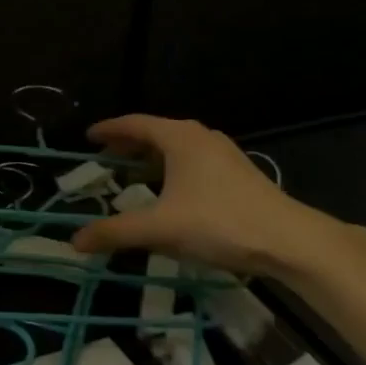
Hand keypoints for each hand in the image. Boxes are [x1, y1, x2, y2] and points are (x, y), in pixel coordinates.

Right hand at [69, 115, 346, 278]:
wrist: (290, 240)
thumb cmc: (219, 223)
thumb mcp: (161, 228)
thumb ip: (116, 232)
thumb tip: (75, 241)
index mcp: (178, 137)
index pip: (134, 123)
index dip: (109, 129)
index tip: (88, 137)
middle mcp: (200, 136)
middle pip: (155, 132)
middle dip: (128, 143)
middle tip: (105, 157)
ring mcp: (223, 153)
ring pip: (176, 146)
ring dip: (152, 157)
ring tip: (134, 174)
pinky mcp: (238, 172)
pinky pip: (193, 160)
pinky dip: (172, 168)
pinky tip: (171, 192)